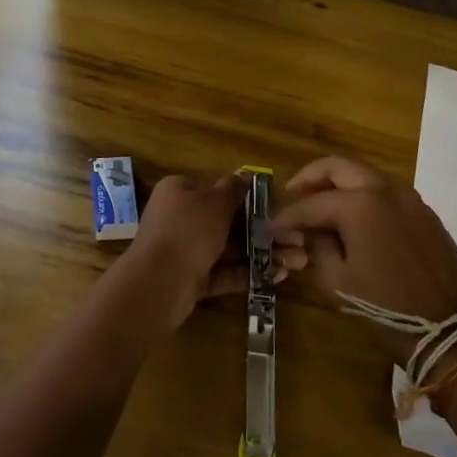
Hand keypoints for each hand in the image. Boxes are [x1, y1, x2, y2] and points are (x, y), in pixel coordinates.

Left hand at [119, 172, 307, 332]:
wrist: (159, 283)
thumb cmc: (189, 230)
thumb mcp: (215, 202)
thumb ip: (233, 189)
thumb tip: (245, 173)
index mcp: (179, 191)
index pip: (215, 190)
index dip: (247, 199)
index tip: (277, 209)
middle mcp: (179, 218)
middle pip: (227, 222)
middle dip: (263, 231)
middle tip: (298, 240)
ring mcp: (185, 250)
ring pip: (229, 249)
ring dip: (262, 254)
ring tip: (298, 262)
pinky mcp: (191, 279)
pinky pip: (223, 272)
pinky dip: (248, 273)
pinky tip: (278, 276)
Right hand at [270, 156, 456, 364]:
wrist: (451, 331)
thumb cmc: (387, 308)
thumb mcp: (337, 282)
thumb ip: (317, 247)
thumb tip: (309, 233)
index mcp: (360, 204)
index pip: (311, 204)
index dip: (287, 217)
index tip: (270, 228)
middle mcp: (385, 189)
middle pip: (338, 167)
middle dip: (310, 178)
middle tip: (292, 195)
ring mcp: (409, 198)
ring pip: (365, 174)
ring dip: (338, 183)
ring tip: (320, 206)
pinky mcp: (424, 213)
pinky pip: (386, 191)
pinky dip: (363, 195)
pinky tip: (352, 218)